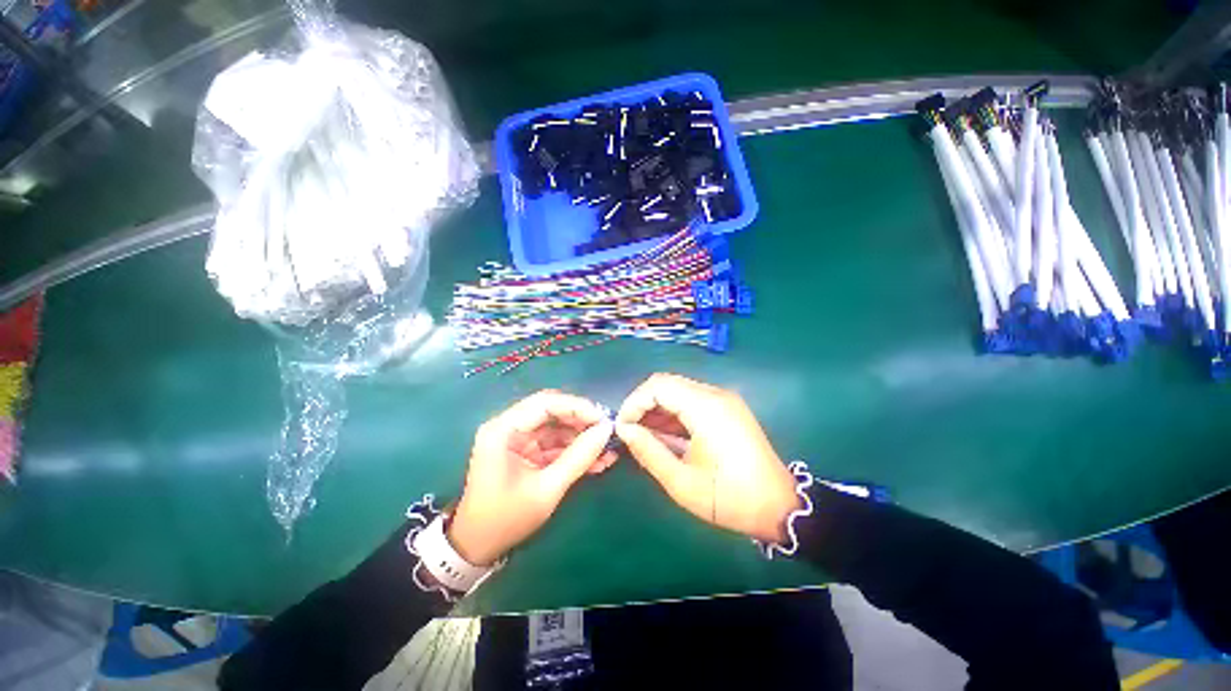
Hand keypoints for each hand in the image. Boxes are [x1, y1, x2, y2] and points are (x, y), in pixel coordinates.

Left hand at [448, 391, 615, 565]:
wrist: (479, 547)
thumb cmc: (507, 519)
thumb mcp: (547, 489)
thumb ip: (578, 457)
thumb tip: (606, 430)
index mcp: (503, 430)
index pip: (545, 403)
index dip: (577, 407)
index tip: (603, 419)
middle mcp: (509, 426)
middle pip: (551, 410)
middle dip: (582, 421)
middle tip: (607, 432)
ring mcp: (518, 438)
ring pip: (557, 426)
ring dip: (581, 437)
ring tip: (608, 450)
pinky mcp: (526, 450)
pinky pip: (555, 442)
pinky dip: (574, 450)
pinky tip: (597, 460)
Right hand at [616, 373, 800, 543]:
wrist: (779, 507)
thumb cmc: (729, 498)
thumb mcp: (682, 482)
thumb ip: (648, 451)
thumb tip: (624, 430)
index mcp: (706, 407)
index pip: (658, 386)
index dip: (634, 402)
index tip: (623, 428)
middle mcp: (715, 395)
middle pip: (667, 384)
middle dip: (643, 405)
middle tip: (631, 433)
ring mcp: (723, 400)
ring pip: (678, 391)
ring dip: (657, 409)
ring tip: (644, 437)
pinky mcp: (727, 408)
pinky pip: (691, 401)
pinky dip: (673, 413)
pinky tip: (665, 435)